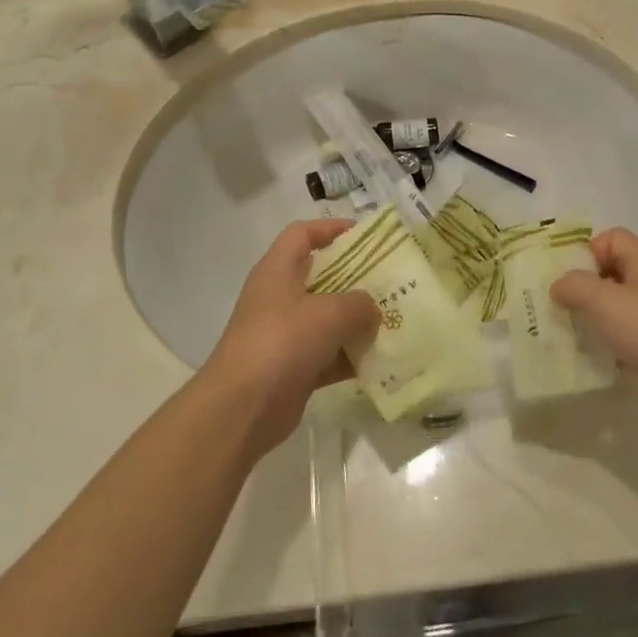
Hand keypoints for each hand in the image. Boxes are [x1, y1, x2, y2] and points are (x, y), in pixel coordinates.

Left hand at [201, 220, 379, 454]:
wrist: (242, 408)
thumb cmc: (282, 342)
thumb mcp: (329, 313)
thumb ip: (359, 304)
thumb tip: (372, 309)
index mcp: (278, 271)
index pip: (302, 234)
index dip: (332, 229)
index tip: (366, 235)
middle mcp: (279, 298)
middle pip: (321, 277)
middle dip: (356, 279)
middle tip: (391, 281)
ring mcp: (285, 335)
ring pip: (327, 319)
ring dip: (357, 321)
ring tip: (395, 319)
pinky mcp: (293, 368)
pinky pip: (329, 355)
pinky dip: (350, 357)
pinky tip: (381, 360)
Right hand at [550, 228, 637, 443]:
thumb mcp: (606, 300)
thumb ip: (575, 285)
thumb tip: (558, 285)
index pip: (611, 238)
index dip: (587, 251)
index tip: (566, 277)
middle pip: (610, 272)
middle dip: (581, 286)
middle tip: (556, 305)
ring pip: (614, 307)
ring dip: (590, 317)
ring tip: (565, 332)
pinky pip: (622, 337)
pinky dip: (604, 343)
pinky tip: (588, 357)